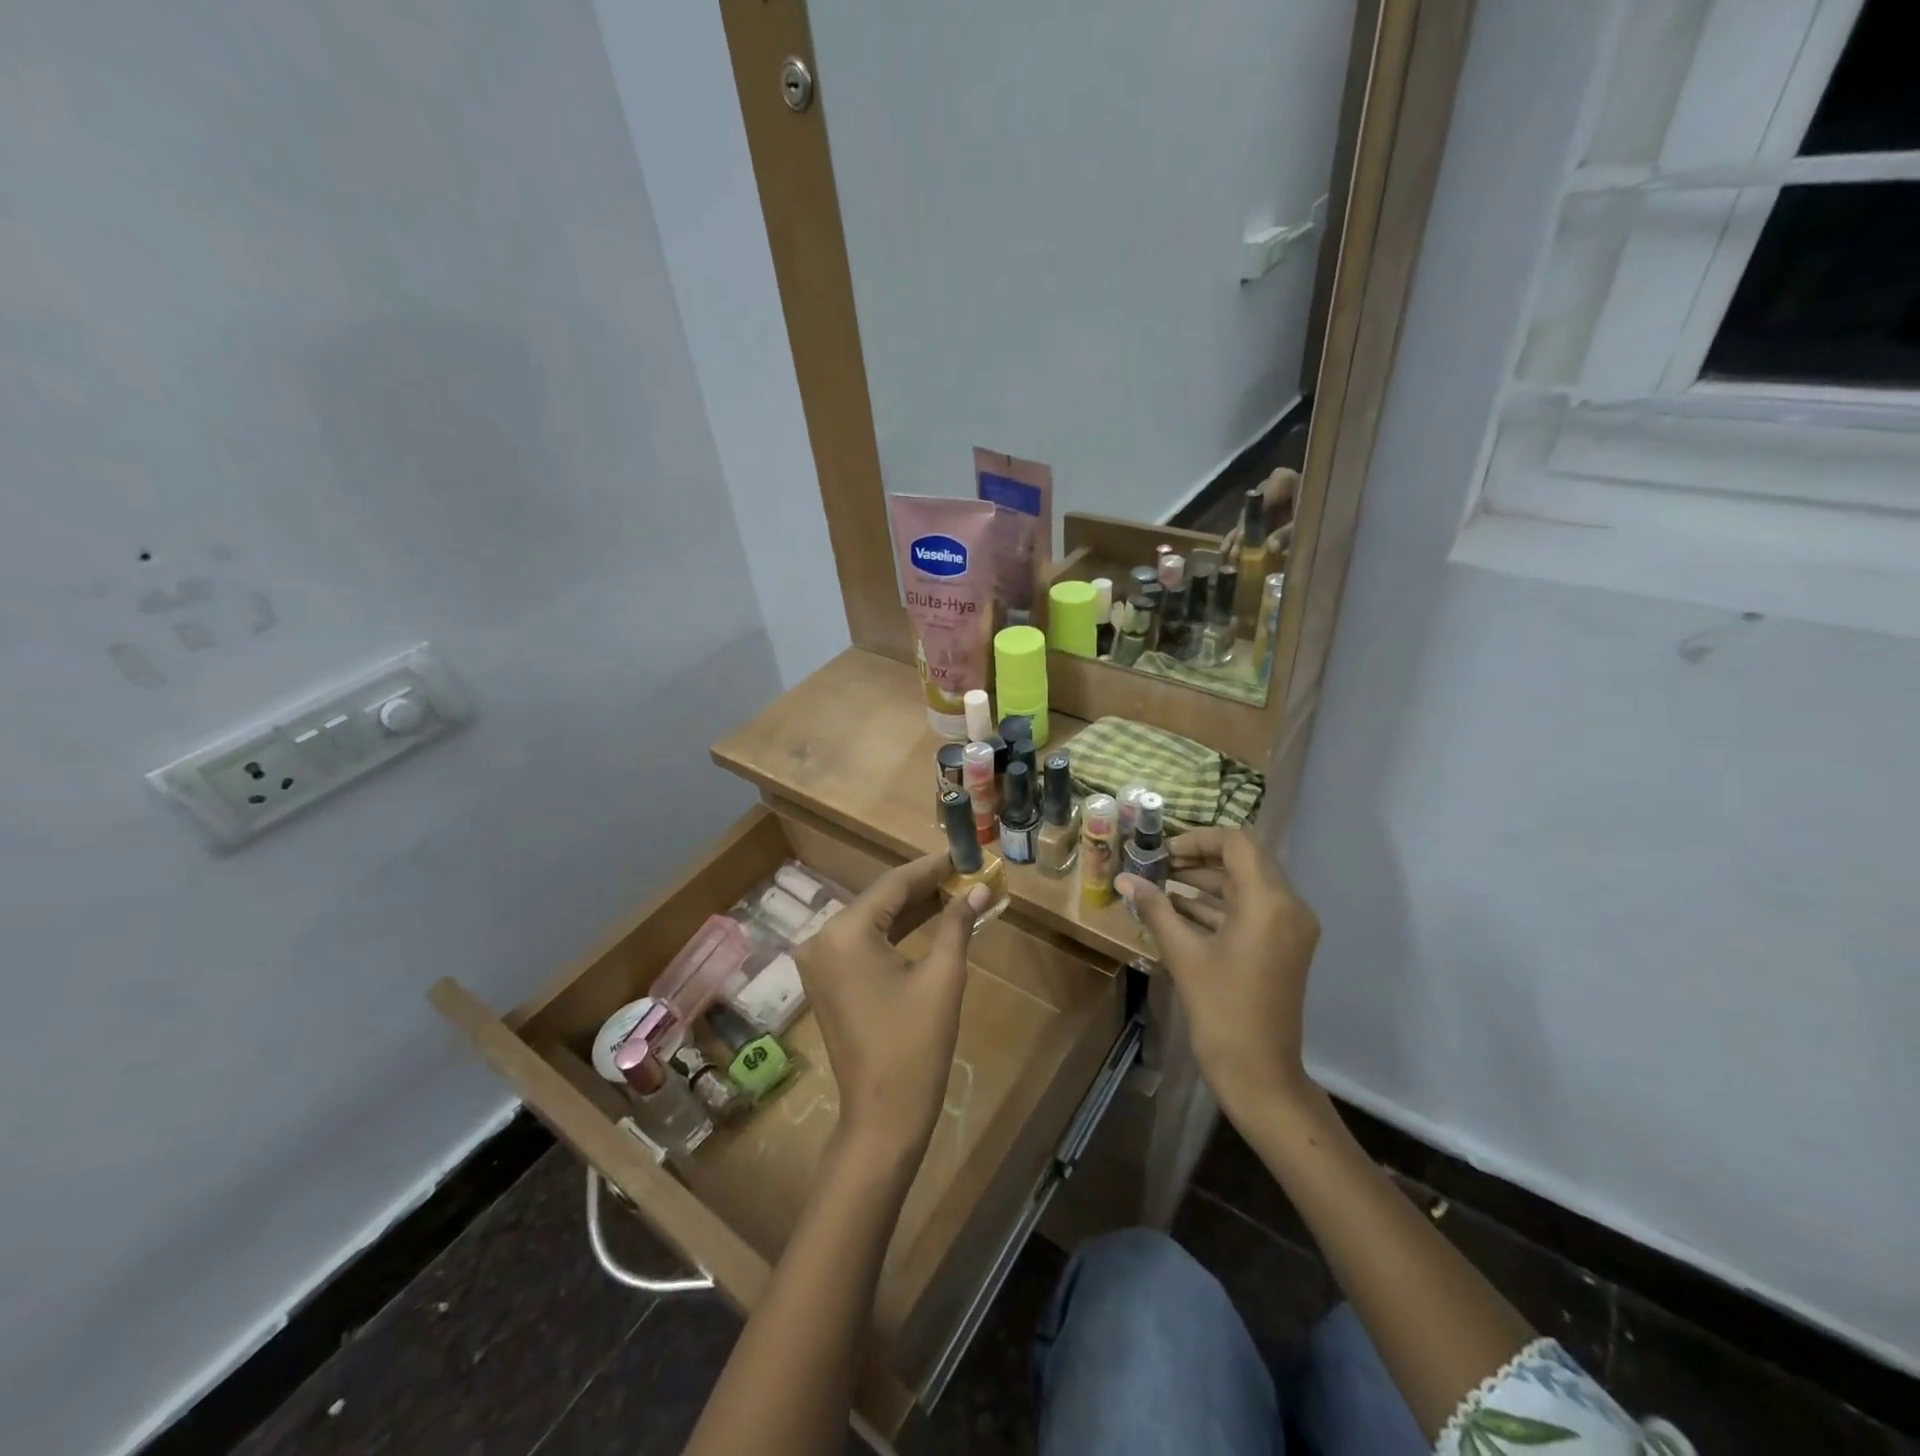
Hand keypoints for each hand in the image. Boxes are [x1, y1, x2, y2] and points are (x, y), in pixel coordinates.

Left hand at [795, 854, 987, 1163]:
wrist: (882, 1117)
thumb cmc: (915, 1045)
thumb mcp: (942, 977)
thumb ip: (957, 924)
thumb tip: (979, 888)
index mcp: (845, 932)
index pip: (894, 884)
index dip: (932, 867)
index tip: (964, 853)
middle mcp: (822, 938)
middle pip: (881, 899)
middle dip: (924, 886)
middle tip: (965, 872)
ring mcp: (820, 961)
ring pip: (873, 920)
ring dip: (912, 908)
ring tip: (956, 891)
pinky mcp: (827, 980)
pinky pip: (864, 942)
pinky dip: (895, 932)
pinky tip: (929, 920)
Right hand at [1116, 827, 1319, 1123]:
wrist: (1260, 1073)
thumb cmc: (1221, 1010)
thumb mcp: (1183, 954)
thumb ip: (1155, 908)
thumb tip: (1124, 878)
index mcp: (1269, 901)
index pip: (1236, 842)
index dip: (1196, 838)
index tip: (1161, 851)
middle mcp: (1288, 905)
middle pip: (1243, 859)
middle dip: (1198, 858)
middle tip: (1157, 864)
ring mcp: (1290, 926)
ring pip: (1246, 884)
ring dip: (1206, 880)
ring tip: (1160, 884)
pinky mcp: (1284, 945)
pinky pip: (1251, 909)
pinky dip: (1218, 904)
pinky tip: (1178, 910)